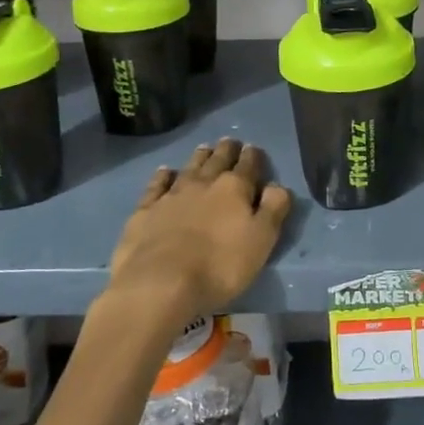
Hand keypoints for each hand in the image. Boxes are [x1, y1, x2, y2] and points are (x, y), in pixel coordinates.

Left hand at [107, 139, 293, 325]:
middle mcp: (203, 183)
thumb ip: (274, 209)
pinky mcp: (145, 211)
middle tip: (229, 141)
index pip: (248, 166)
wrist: (160, 283)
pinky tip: (165, 171)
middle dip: (226, 150)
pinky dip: (162, 176)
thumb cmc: (220, 265)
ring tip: (205, 148)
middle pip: (217, 160)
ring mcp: (171, 195)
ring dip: (199, 157)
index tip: (253, 149)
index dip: (253, 156)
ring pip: (189, 168)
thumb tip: (278, 185)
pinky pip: (156, 185)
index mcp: (234, 188)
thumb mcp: (261, 240)